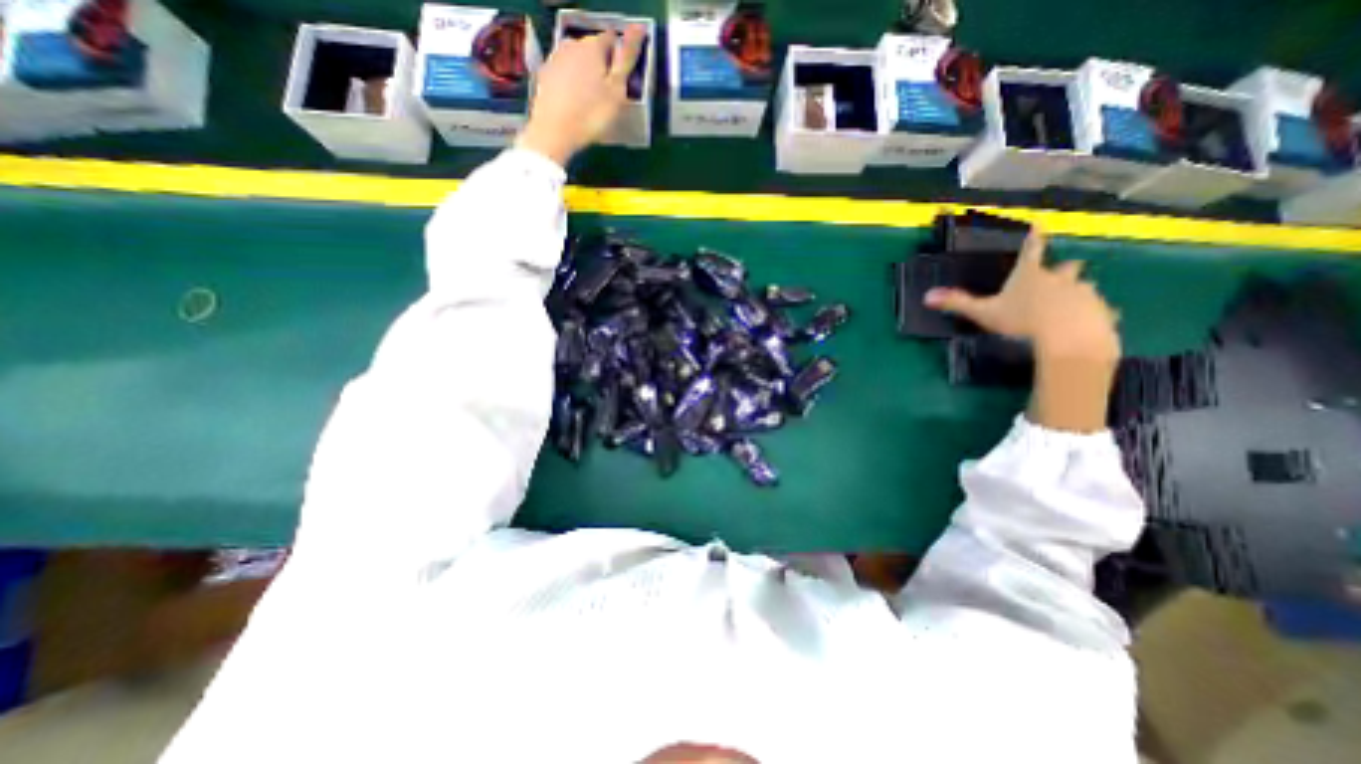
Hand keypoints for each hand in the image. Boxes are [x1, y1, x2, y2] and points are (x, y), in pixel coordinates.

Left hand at [520, 24, 649, 162]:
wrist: (554, 132)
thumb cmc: (591, 114)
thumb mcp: (617, 91)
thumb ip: (627, 59)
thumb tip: (638, 28)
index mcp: (593, 46)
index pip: (612, 39)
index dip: (619, 58)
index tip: (622, 80)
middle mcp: (572, 44)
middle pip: (593, 50)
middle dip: (602, 66)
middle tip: (607, 96)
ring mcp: (555, 58)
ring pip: (577, 62)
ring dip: (586, 75)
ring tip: (591, 102)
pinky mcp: (544, 75)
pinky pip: (564, 74)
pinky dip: (571, 84)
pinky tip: (575, 104)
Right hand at [924, 230, 1116, 364]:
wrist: (1069, 339)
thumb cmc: (1022, 321)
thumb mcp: (983, 313)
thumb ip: (957, 303)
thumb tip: (927, 296)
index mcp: (1030, 275)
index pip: (1031, 250)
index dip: (1034, 237)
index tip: (1039, 223)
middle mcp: (1060, 278)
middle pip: (1066, 267)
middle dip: (1063, 270)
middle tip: (1059, 276)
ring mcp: (1084, 294)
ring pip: (1083, 288)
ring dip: (1077, 293)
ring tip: (1069, 306)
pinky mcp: (1101, 312)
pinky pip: (1100, 311)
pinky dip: (1095, 315)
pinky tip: (1089, 325)